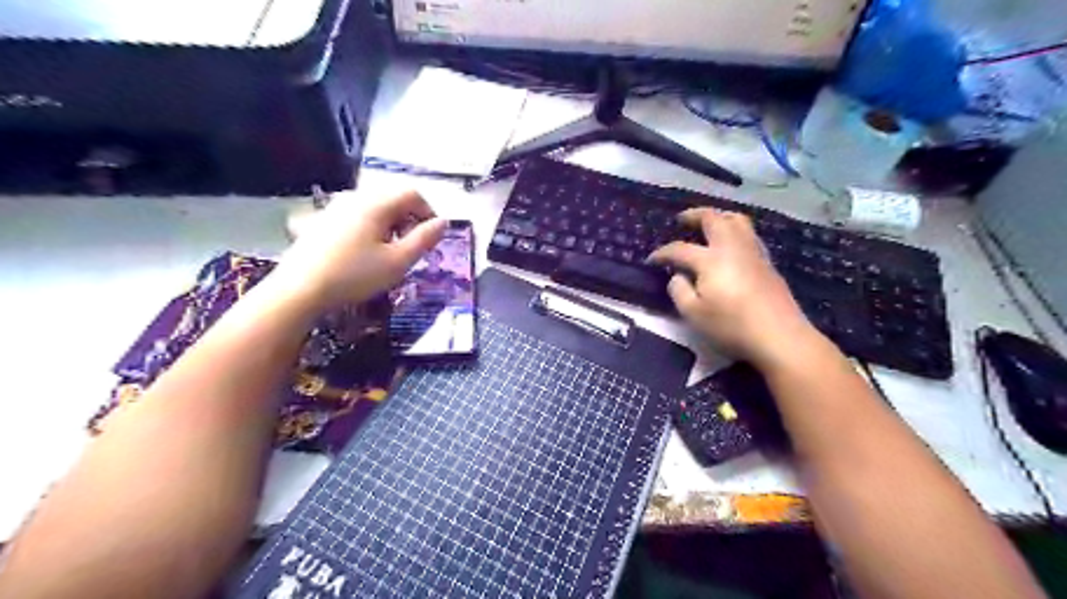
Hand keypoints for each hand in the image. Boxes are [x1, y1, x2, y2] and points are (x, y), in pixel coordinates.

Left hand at [274, 189, 446, 313]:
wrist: (299, 290)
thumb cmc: (355, 275)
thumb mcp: (398, 262)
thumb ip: (424, 239)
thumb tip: (442, 222)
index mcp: (376, 203)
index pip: (412, 194)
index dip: (428, 212)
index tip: (432, 238)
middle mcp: (355, 197)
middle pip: (392, 198)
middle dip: (409, 219)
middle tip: (412, 247)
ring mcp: (334, 208)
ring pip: (373, 207)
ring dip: (389, 224)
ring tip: (389, 252)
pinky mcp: (320, 221)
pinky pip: (354, 216)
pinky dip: (369, 228)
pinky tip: (363, 252)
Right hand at [650, 209, 818, 368]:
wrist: (779, 336)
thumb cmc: (731, 326)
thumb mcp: (693, 314)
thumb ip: (679, 291)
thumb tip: (677, 275)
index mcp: (710, 259)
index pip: (680, 249)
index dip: (662, 253)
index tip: (651, 260)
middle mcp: (732, 247)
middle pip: (713, 218)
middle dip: (694, 215)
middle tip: (682, 220)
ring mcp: (753, 253)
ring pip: (737, 220)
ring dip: (719, 217)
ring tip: (708, 225)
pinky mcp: (767, 263)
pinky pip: (749, 235)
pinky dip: (735, 231)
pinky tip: (731, 245)